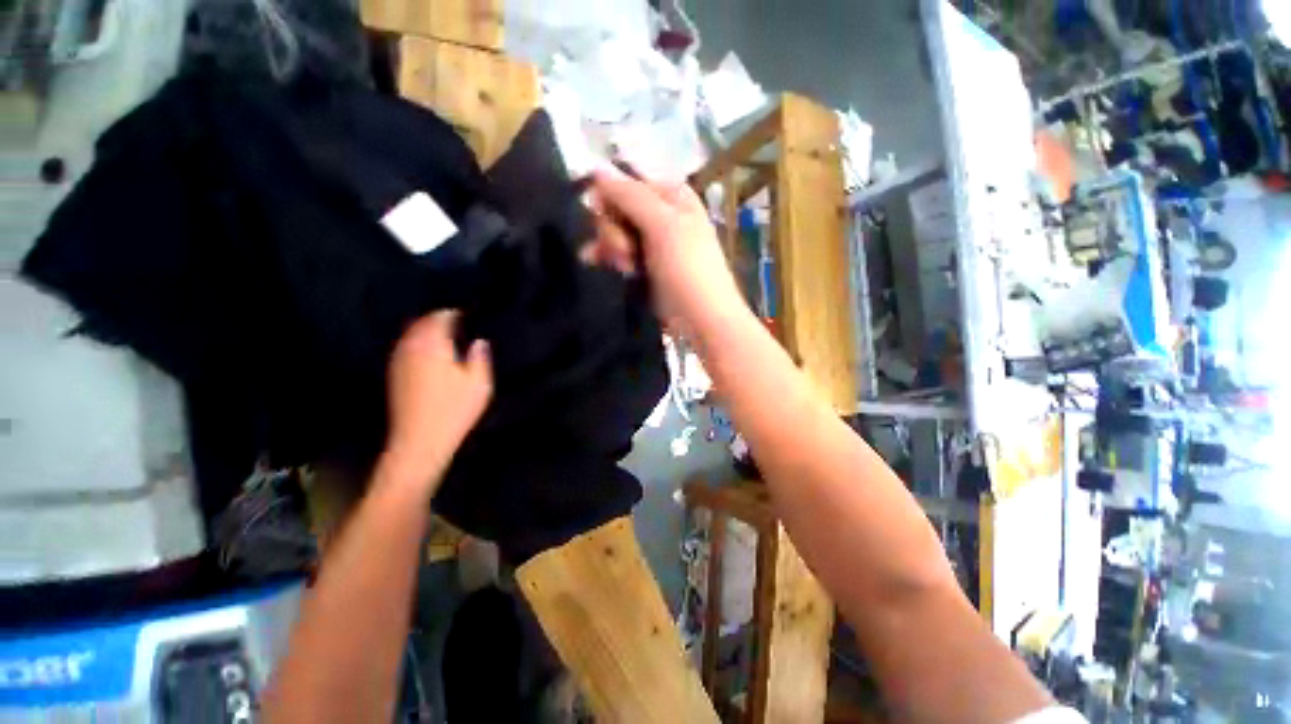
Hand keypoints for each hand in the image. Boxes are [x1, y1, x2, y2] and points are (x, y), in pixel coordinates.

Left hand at [382, 311, 492, 496]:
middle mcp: (411, 349)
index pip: (439, 318)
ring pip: (409, 336)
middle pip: (420, 324)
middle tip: (454, 321)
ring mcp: (399, 362)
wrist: (419, 441)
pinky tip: (426, 353)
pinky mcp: (394, 376)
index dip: (452, 313)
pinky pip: (404, 348)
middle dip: (436, 319)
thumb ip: (480, 358)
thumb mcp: (479, 383)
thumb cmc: (454, 410)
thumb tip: (479, 341)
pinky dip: (415, 344)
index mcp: (433, 346)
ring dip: (423, 330)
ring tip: (442, 334)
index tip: (465, 313)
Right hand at [584, 168, 746, 333]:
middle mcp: (662, 214)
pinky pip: (618, 252)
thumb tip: (596, 168)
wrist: (701, 320)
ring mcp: (653, 242)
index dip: (611, 197)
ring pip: (615, 230)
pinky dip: (607, 257)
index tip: (606, 215)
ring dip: (610, 246)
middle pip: (618, 207)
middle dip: (613, 229)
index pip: (628, 182)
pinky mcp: (644, 266)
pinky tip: (594, 263)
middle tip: (625, 252)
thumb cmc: (688, 270)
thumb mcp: (663, 226)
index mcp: (672, 196)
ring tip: (623, 267)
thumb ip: (630, 196)